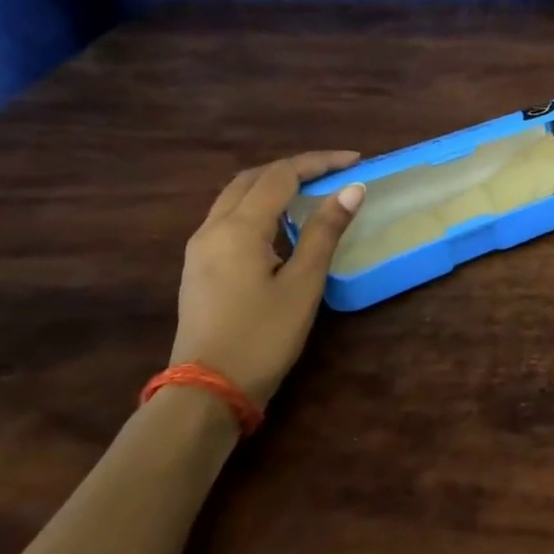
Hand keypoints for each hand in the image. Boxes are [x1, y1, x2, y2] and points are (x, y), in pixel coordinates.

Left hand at [170, 152, 366, 406]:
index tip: (355, 161)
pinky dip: (258, 206)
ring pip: (236, 197)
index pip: (281, 175)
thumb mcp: (303, 284)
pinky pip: (229, 218)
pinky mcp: (198, 268)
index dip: (319, 162)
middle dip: (294, 168)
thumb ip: (325, 231)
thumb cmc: (262, 337)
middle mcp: (212, 229)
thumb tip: (352, 188)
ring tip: (311, 191)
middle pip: (252, 179)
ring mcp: (199, 249)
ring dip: (273, 185)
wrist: (206, 392)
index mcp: (238, 228)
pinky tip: (281, 224)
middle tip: (333, 172)